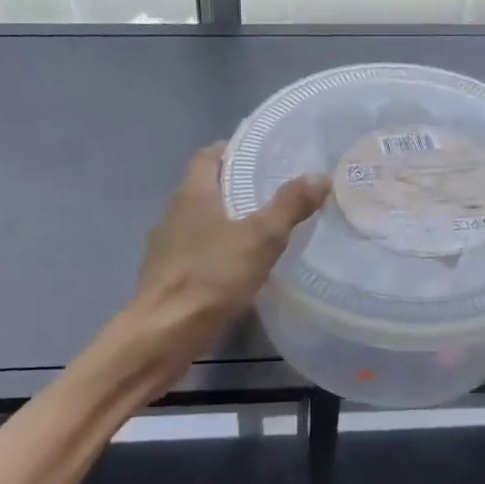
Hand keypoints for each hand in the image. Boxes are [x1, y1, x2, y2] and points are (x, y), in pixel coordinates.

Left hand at [135, 143, 328, 346]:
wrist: (164, 333)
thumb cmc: (211, 276)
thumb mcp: (261, 238)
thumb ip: (290, 206)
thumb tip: (320, 175)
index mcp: (192, 194)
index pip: (208, 155)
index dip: (233, 150)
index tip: (263, 155)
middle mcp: (173, 214)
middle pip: (205, 188)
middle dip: (236, 187)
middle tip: (274, 191)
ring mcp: (166, 247)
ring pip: (200, 223)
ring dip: (226, 222)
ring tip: (262, 229)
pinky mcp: (166, 277)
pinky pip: (196, 252)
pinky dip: (217, 252)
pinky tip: (239, 267)